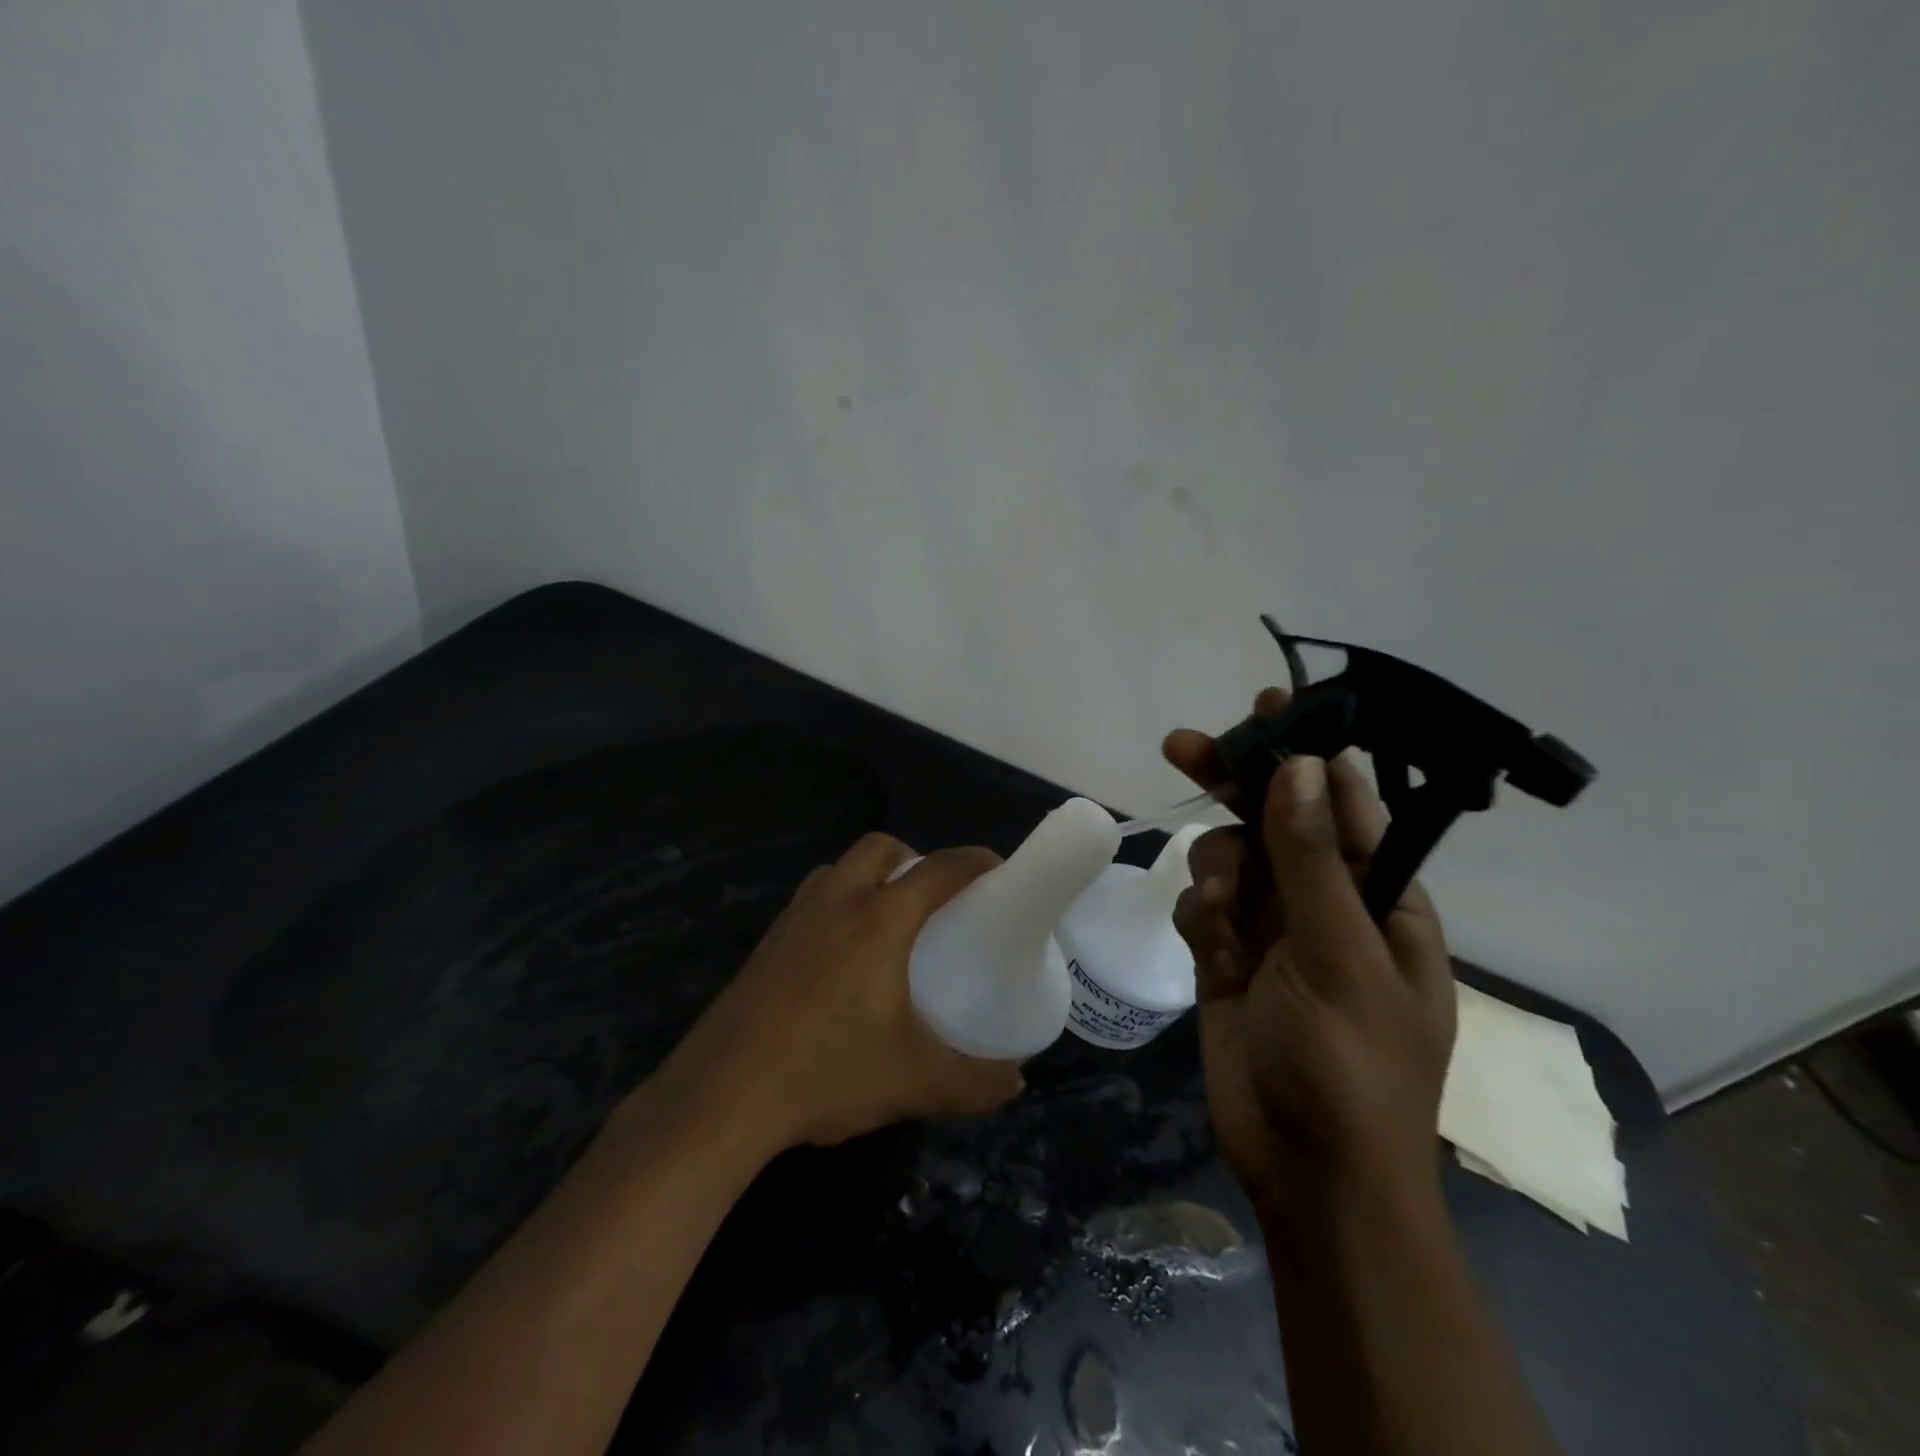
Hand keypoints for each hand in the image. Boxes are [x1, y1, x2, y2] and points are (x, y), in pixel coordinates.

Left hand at [657, 833, 1025, 1152]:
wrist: (722, 1096)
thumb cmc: (826, 1072)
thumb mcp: (915, 1083)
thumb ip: (975, 1083)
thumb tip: (1016, 1082)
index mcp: (879, 918)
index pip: (939, 868)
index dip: (975, 860)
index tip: (998, 870)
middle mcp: (837, 900)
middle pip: (882, 848)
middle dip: (916, 858)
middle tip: (937, 901)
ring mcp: (795, 916)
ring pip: (842, 868)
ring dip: (872, 876)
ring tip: (890, 922)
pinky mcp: (767, 940)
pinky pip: (814, 897)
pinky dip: (839, 901)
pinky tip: (842, 956)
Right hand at [1163, 692, 1455, 1224]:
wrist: (1306, 1172)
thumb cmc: (1348, 1064)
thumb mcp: (1337, 954)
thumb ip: (1312, 858)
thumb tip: (1301, 765)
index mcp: (1381, 899)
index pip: (1345, 805)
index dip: (1308, 754)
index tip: (1269, 708)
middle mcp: (1327, 905)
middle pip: (1273, 822)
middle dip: (1232, 786)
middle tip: (1181, 746)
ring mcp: (1273, 932)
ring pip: (1229, 862)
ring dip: (1216, 875)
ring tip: (1220, 914)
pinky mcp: (1227, 958)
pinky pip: (1202, 909)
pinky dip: (1200, 919)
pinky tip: (1211, 951)